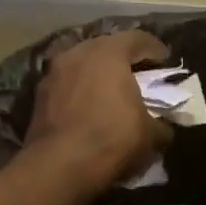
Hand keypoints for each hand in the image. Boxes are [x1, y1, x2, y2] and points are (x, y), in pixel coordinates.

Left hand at [26, 29, 171, 195]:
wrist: (59, 165)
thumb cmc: (112, 138)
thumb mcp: (151, 135)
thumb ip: (162, 124)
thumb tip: (165, 127)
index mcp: (109, 53)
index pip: (137, 39)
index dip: (155, 49)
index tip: (166, 60)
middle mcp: (78, 53)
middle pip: (107, 47)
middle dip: (124, 58)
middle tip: (139, 73)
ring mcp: (54, 72)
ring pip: (83, 65)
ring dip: (99, 74)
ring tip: (112, 91)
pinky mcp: (39, 95)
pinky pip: (68, 84)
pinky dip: (82, 90)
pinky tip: (90, 107)